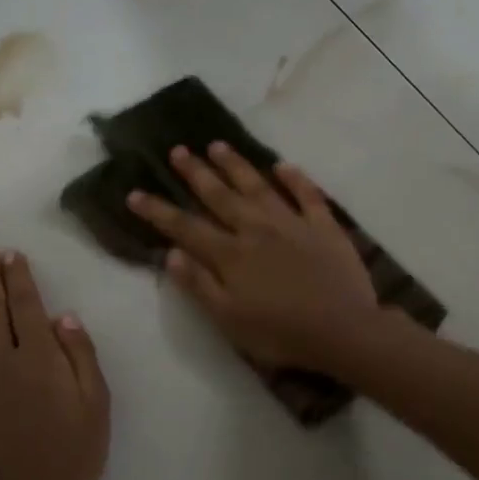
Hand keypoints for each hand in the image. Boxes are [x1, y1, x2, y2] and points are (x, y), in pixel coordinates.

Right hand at [127, 143, 379, 371]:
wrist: (343, 330)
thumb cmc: (281, 333)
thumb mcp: (229, 320)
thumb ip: (199, 285)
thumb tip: (170, 253)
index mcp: (230, 255)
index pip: (186, 227)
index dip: (158, 211)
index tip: (135, 193)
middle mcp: (256, 230)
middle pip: (220, 196)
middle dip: (195, 173)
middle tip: (177, 150)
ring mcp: (292, 223)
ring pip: (258, 186)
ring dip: (236, 165)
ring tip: (217, 146)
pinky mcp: (324, 226)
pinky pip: (307, 194)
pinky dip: (295, 178)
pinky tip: (283, 165)